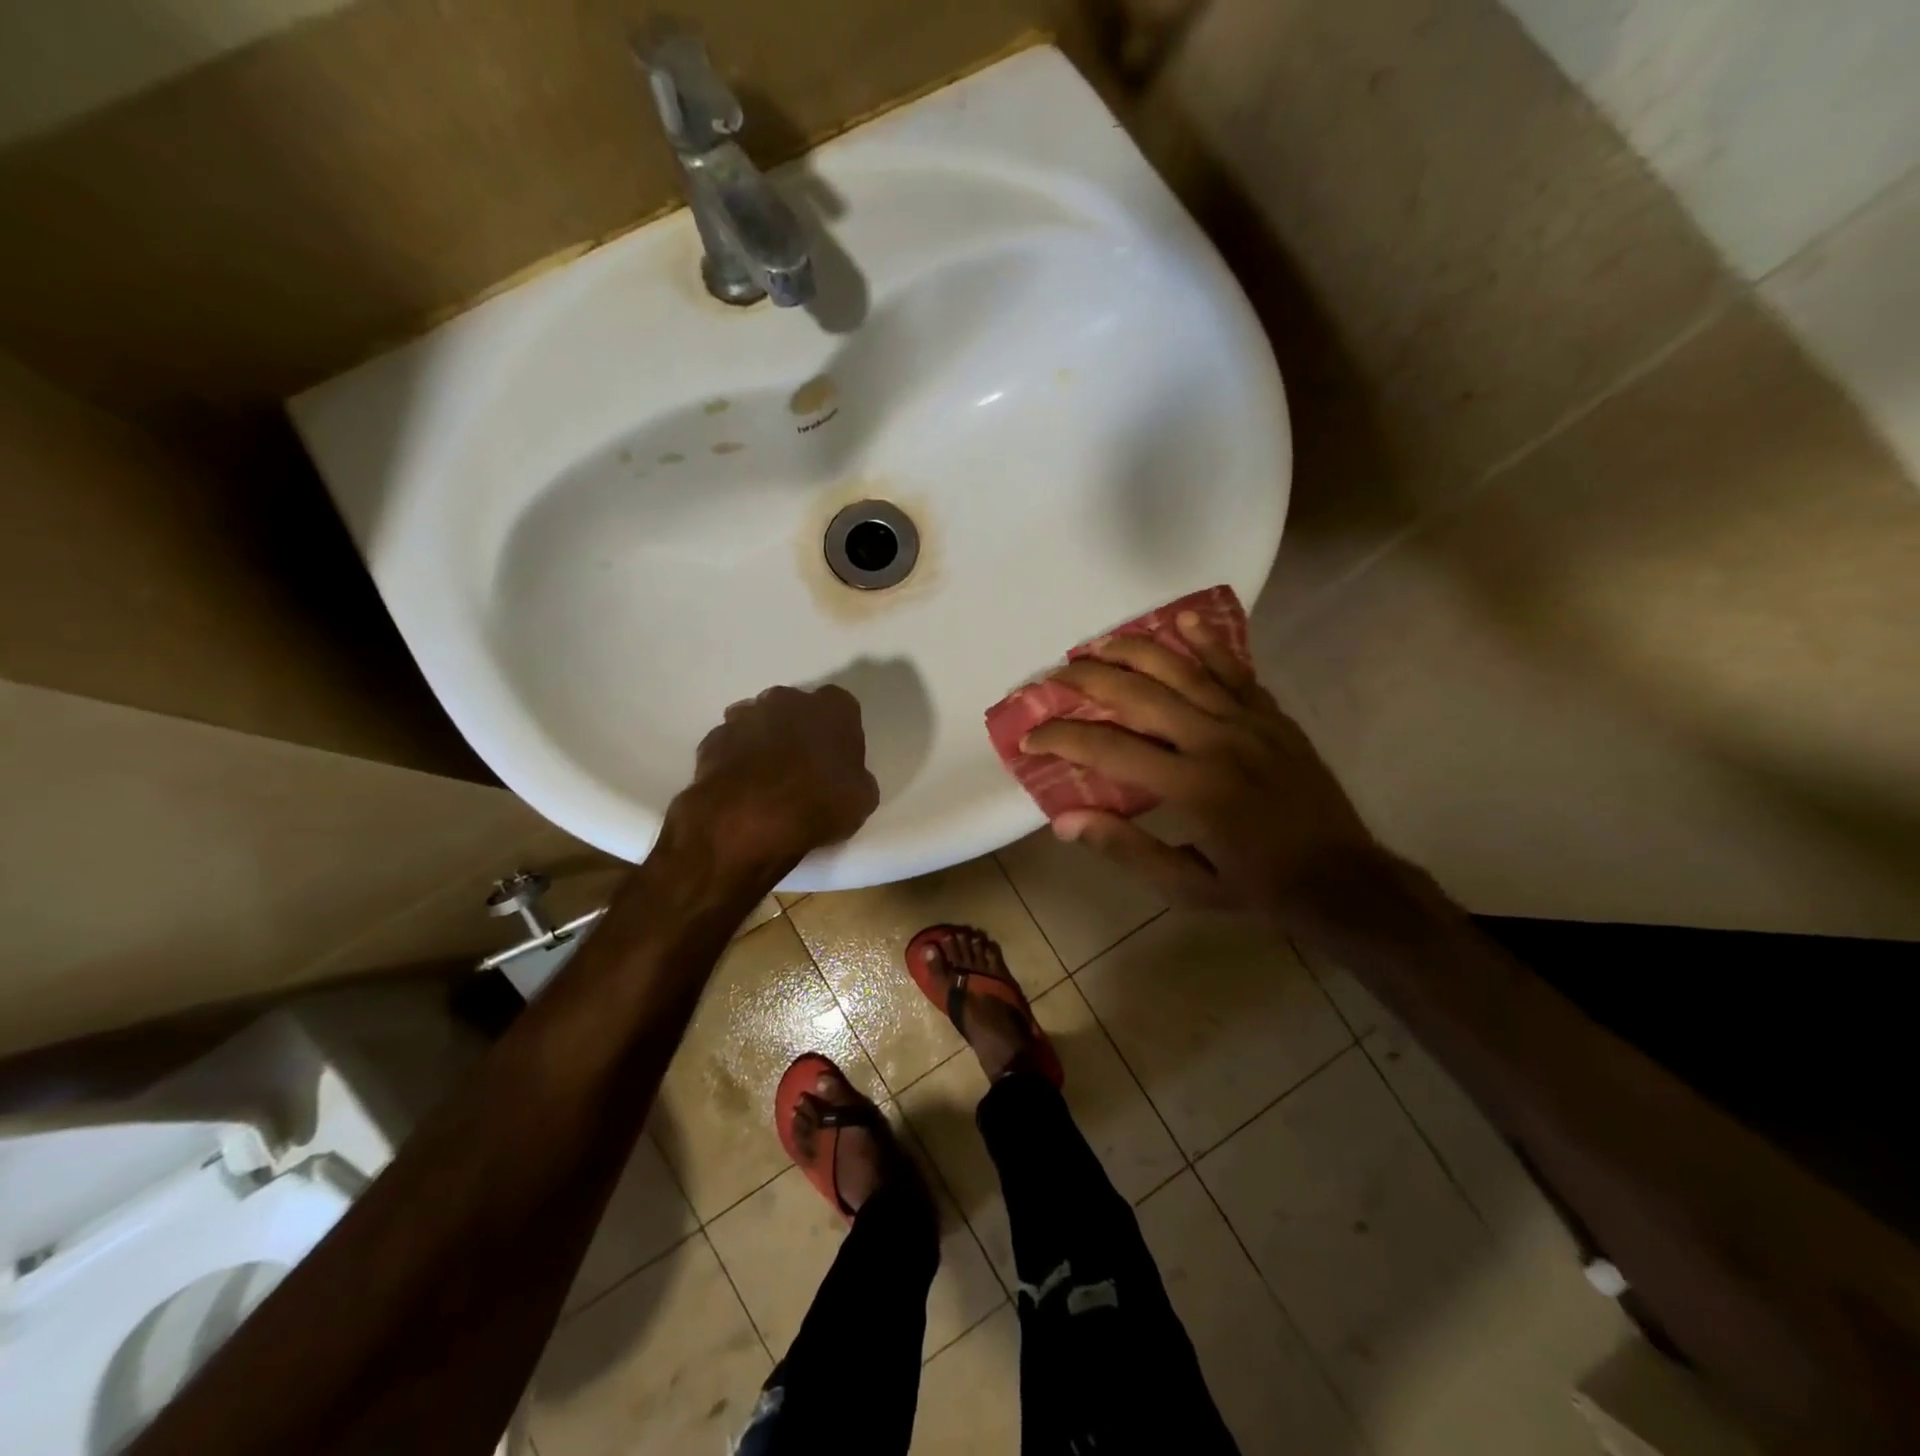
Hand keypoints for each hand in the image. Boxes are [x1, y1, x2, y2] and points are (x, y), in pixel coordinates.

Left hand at [671, 685, 879, 878]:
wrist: (748, 819)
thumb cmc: (818, 802)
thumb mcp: (862, 799)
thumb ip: (857, 779)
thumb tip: (848, 779)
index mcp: (833, 708)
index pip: (842, 708)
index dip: (839, 733)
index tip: (838, 759)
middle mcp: (788, 699)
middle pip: (796, 709)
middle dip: (798, 731)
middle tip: (802, 768)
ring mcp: (745, 716)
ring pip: (759, 723)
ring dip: (763, 743)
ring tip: (767, 782)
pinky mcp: (713, 739)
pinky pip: (730, 746)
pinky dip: (735, 761)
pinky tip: (740, 790)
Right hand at [1024, 614, 1387, 924]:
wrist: (1342, 877)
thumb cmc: (1257, 887)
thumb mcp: (1185, 885)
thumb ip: (1125, 848)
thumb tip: (1064, 820)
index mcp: (1190, 787)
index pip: (1108, 749)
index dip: (1062, 737)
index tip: (1031, 737)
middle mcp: (1215, 741)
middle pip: (1139, 695)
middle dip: (1087, 680)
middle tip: (1053, 677)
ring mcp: (1248, 722)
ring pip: (1182, 670)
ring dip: (1134, 651)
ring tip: (1097, 644)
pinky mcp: (1271, 715)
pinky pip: (1234, 670)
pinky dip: (1206, 643)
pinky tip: (1180, 621)